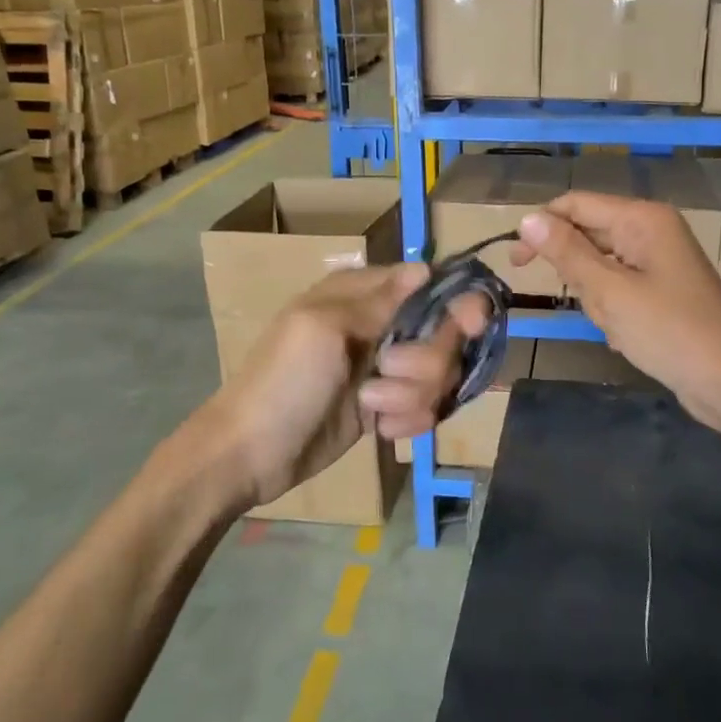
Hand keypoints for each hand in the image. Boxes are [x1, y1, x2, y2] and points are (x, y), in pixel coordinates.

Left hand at [211, 264, 489, 506]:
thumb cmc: (285, 381)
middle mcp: (379, 326)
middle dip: (425, 362)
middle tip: (387, 372)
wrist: (252, 455)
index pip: (428, 286)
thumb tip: (425, 266)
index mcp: (361, 295)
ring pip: (438, 375)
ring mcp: (384, 369)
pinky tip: (380, 429)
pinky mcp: (385, 406)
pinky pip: (425, 407)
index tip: (469, 325)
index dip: (453, 305)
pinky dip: (407, 420)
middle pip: (443, 335)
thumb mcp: (325, 328)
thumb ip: (380, 299)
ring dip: (412, 396)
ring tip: (372, 407)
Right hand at [512, 192, 720, 430]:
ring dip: (597, 299)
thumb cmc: (668, 331)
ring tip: (619, 326)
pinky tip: (628, 337)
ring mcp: (659, 260)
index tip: (516, 263)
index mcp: (642, 218)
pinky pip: (620, 288)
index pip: (576, 204)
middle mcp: (651, 230)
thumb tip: (527, 218)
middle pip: (589, 235)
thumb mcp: (609, 291)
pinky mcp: (663, 288)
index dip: (542, 227)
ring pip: (601, 267)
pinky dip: (614, 311)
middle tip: (591, 307)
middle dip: (578, 274)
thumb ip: (566, 252)